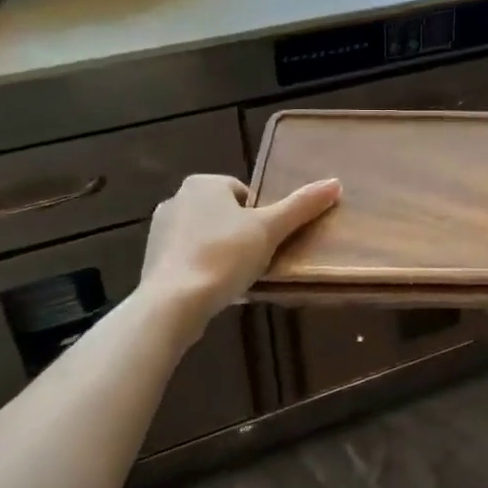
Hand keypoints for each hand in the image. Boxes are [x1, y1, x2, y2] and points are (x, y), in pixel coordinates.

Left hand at [134, 173, 339, 348]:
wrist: (172, 304)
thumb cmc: (224, 256)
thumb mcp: (270, 229)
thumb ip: (302, 205)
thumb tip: (335, 183)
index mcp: (203, 184)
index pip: (244, 194)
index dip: (260, 217)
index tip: (267, 241)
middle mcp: (177, 199)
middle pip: (225, 215)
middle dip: (241, 235)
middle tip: (256, 259)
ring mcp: (159, 231)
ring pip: (206, 237)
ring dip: (222, 253)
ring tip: (237, 277)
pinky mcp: (151, 261)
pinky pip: (188, 259)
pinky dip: (203, 270)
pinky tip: (215, 289)